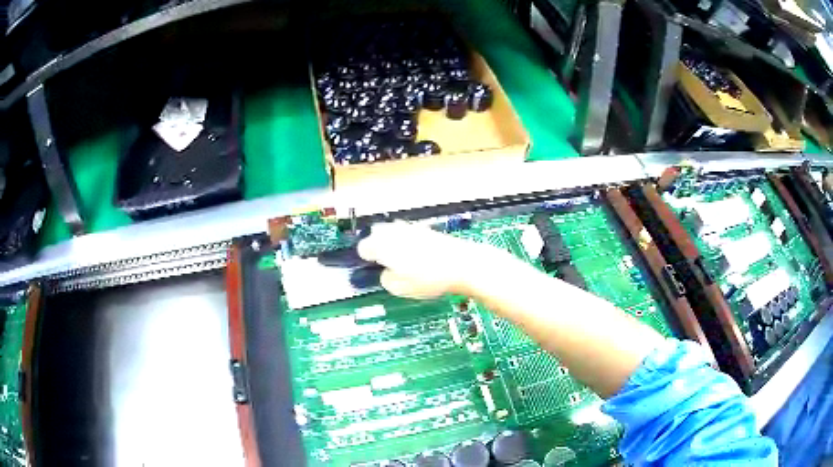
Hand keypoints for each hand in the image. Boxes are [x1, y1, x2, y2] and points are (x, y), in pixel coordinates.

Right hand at [357, 221, 502, 298]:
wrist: (462, 265)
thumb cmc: (429, 278)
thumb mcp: (399, 288)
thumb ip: (385, 279)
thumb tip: (386, 273)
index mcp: (381, 244)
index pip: (362, 248)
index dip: (366, 260)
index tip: (373, 269)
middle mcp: (393, 231)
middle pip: (376, 234)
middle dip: (378, 247)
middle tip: (386, 265)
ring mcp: (410, 228)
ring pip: (393, 233)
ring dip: (393, 244)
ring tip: (403, 263)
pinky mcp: (426, 229)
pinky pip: (408, 234)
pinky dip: (409, 243)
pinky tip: (419, 258)